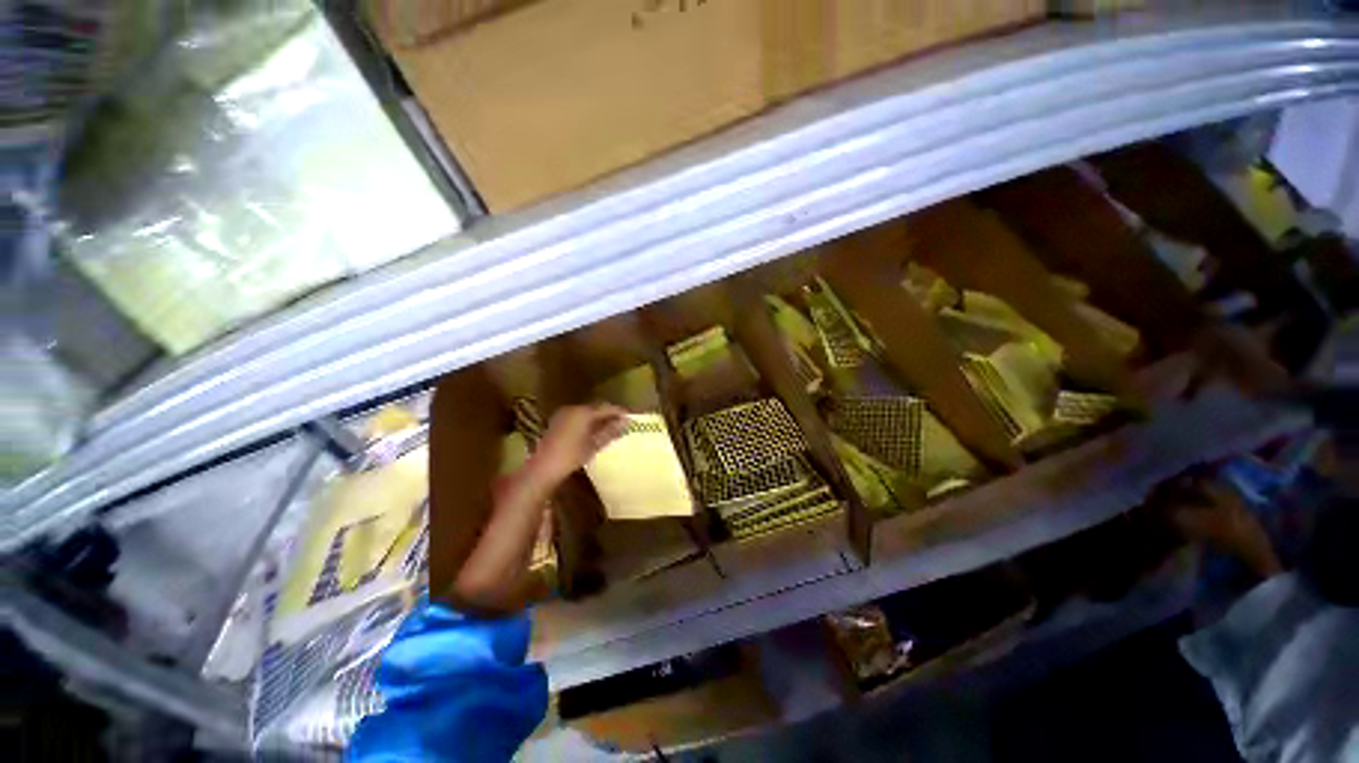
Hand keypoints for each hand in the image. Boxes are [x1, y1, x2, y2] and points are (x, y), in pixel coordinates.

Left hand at [531, 403, 628, 481]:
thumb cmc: (571, 455)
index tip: (630, 417)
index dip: (619, 412)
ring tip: (610, 428)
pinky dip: (587, 422)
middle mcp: (573, 409)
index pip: (606, 407)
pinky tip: (593, 432)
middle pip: (596, 408)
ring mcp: (563, 415)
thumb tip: (626, 422)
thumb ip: (610, 431)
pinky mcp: (557, 422)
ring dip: (598, 419)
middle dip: (609, 415)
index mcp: (583, 412)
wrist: (543, 468)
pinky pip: (578, 417)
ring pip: (586, 413)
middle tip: (622, 423)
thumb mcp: (594, 444)